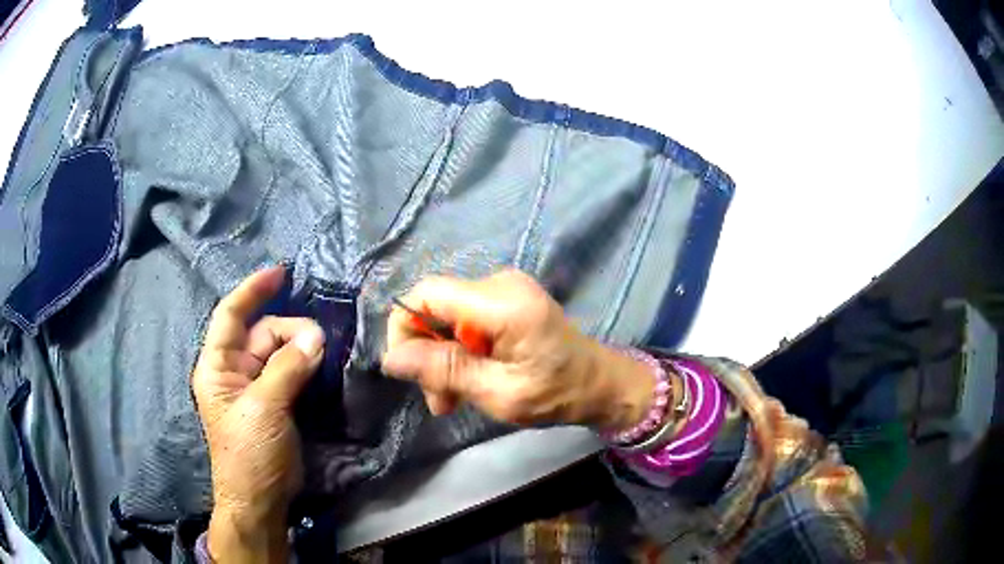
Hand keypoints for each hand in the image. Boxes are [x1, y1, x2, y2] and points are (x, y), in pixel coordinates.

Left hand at [192, 266, 324, 562]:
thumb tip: (316, 336)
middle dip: (290, 330)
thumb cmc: (249, 453)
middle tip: (320, 342)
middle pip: (262, 333)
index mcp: (218, 366)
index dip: (252, 290)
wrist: (259, 499)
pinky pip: (289, 372)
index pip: (231, 315)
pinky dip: (305, 365)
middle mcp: (234, 370)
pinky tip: (321, 363)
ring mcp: (255, 387)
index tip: (281, 273)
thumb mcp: (264, 409)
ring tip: (324, 353)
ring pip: (279, 352)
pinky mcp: (274, 402)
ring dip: (301, 348)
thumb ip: (287, 369)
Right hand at [382, 270, 654, 430]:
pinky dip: (459, 349)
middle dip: (427, 353)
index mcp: (503, 302)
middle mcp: (500, 283)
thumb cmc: (556, 394)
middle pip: (435, 307)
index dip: (405, 328)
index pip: (427, 293)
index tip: (410, 372)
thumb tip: (391, 358)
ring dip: (443, 357)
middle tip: (440, 400)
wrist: (599, 384)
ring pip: (446, 316)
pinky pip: (464, 318)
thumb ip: (445, 371)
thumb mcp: (498, 393)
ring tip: (453, 398)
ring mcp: (504, 288)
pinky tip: (470, 378)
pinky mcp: (507, 299)